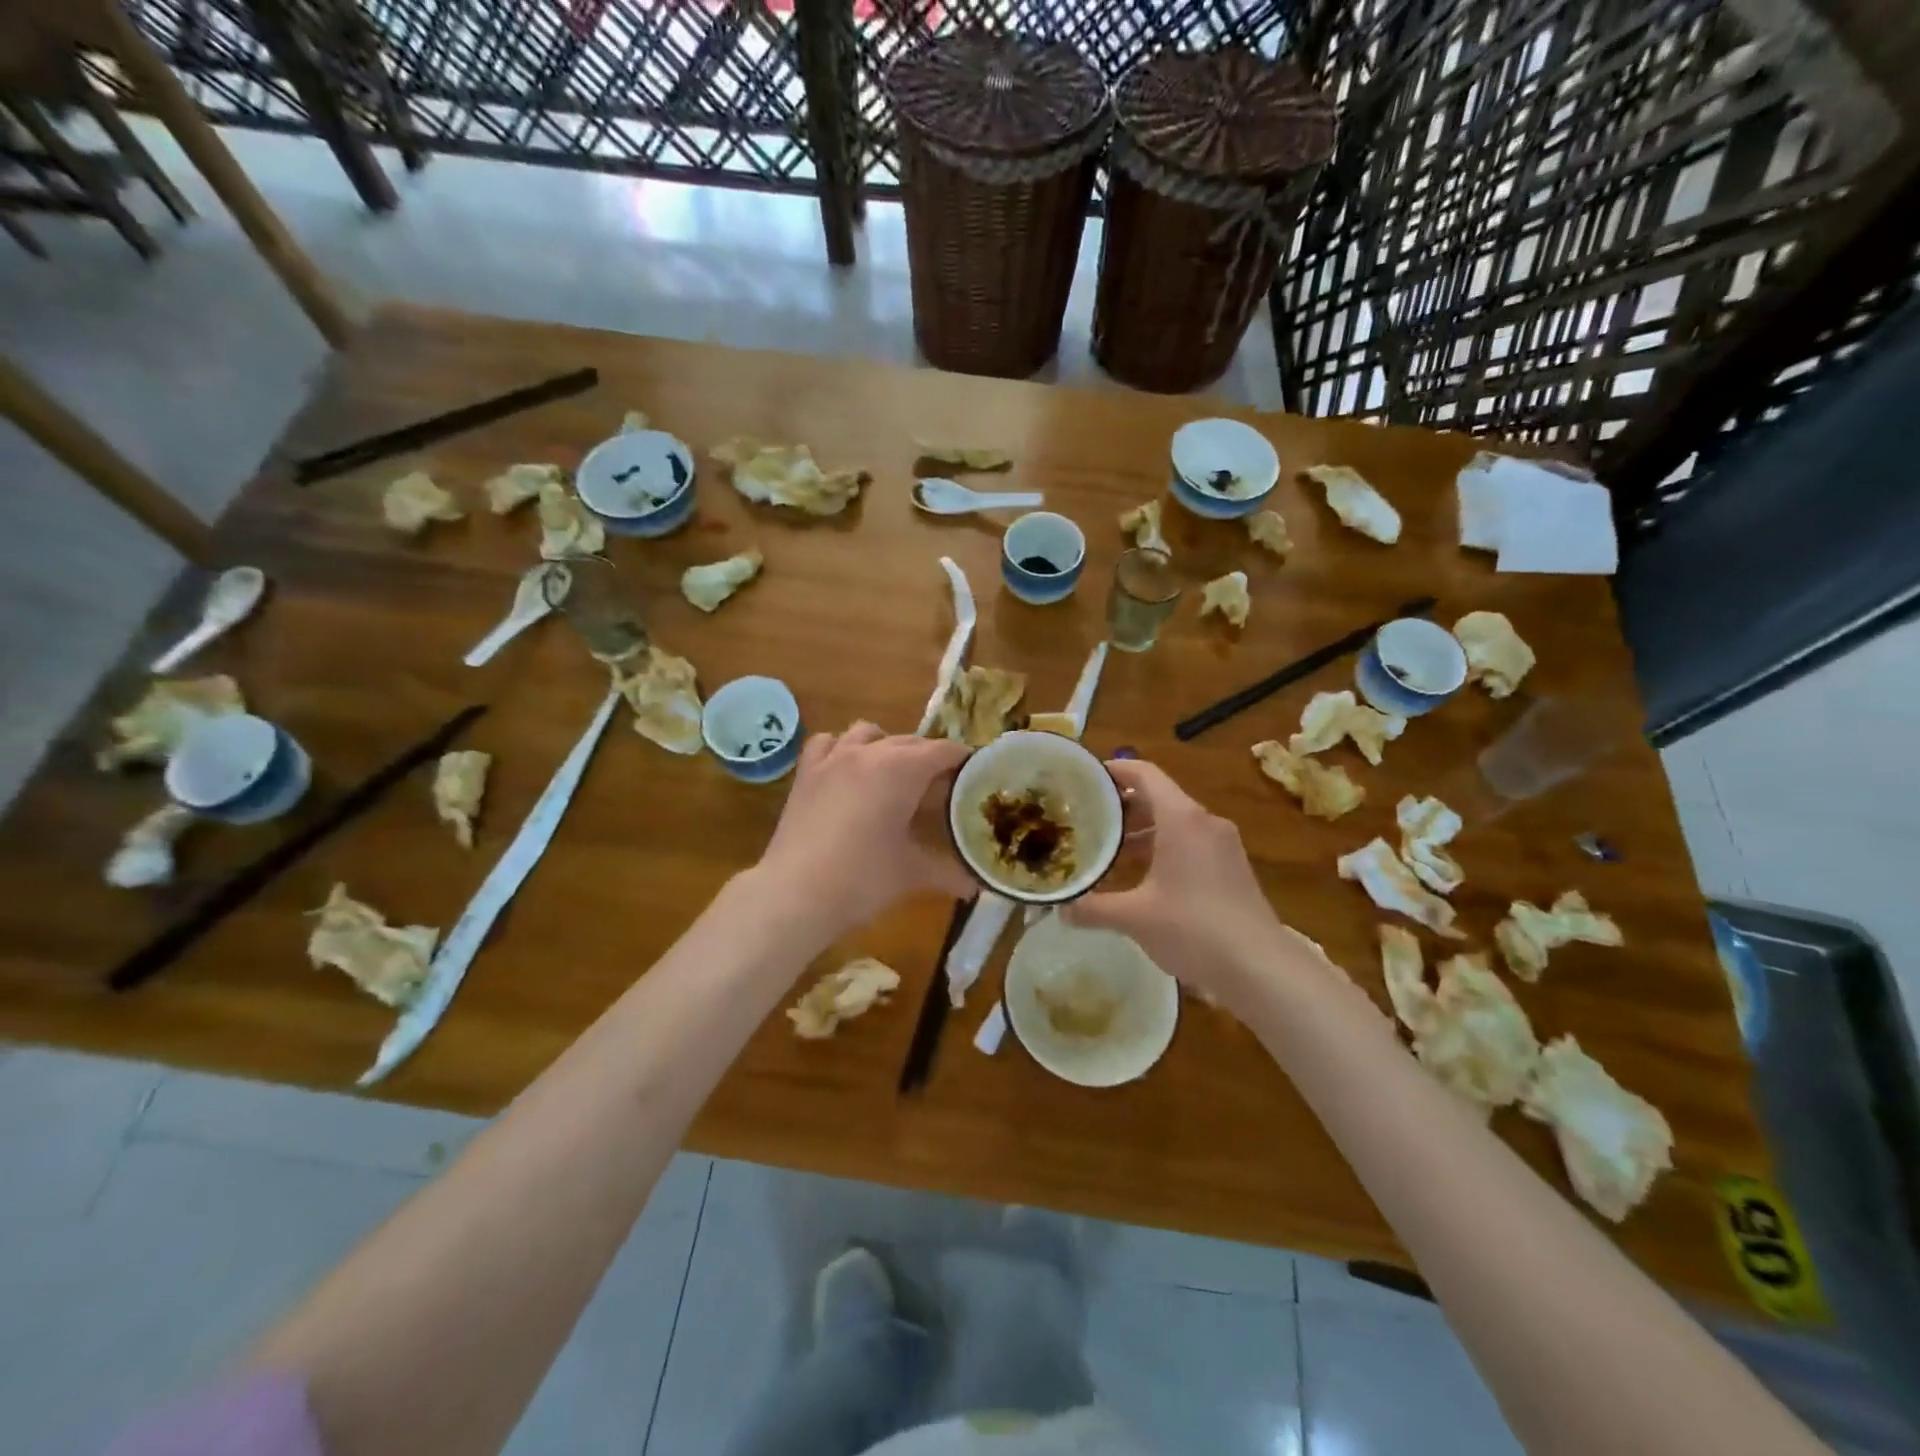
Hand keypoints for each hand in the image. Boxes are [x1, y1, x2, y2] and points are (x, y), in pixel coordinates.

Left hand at [754, 723, 974, 939]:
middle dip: (930, 759)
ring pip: (869, 733)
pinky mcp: (807, 772)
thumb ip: (949, 872)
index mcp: (903, 769)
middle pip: (911, 742)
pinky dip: (843, 748)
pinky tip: (848, 769)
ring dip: (888, 747)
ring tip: (895, 775)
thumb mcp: (912, 873)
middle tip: (942, 789)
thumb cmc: (863, 879)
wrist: (795, 893)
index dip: (963, 761)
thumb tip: (976, 886)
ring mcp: (833, 758)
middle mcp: (870, 752)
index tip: (976, 776)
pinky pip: (828, 742)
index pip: (943, 751)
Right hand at [1065, 758, 1315, 1010]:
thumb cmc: (1193, 928)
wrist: (1260, 968)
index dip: (1114, 770)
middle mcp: (1205, 822)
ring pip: (1175, 823)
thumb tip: (1060, 909)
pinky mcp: (1232, 868)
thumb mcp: (1134, 917)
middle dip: (1123, 806)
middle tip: (1089, 819)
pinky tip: (1143, 878)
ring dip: (1142, 832)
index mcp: (1181, 818)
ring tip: (1110, 851)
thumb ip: (1093, 908)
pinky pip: (1191, 844)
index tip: (1087, 778)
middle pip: (1159, 797)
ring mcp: (1223, 845)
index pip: (1144, 774)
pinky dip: (1163, 849)